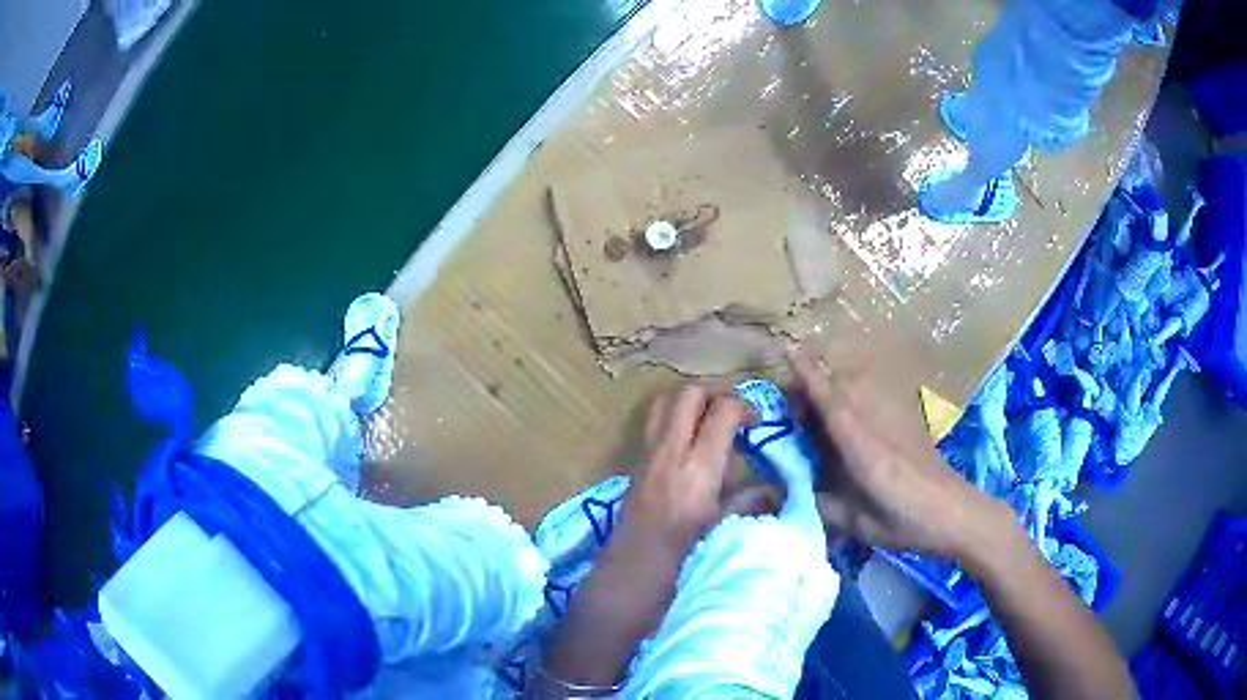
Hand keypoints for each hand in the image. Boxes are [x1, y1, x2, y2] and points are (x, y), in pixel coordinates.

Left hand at [621, 383, 758, 554]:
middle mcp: (672, 449)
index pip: (722, 411)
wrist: (635, 561)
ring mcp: (650, 450)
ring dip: (690, 399)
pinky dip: (673, 415)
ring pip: (666, 400)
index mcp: (699, 466)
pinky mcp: (637, 457)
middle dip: (715, 392)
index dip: (744, 407)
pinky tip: (687, 436)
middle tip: (731, 410)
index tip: (755, 422)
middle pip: (690, 393)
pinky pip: (654, 420)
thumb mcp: (723, 524)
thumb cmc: (683, 549)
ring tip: (708, 416)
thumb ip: (751, 499)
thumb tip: (778, 490)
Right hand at [788, 346, 1013, 558]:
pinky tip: (849, 416)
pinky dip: (853, 391)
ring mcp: (895, 415)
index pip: (832, 402)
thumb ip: (822, 504)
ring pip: (858, 382)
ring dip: (833, 385)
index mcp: (864, 449)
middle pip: (842, 383)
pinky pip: (873, 391)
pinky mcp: (906, 416)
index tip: (788, 350)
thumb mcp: (857, 524)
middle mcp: (879, 422)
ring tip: (818, 415)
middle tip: (796, 412)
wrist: (953, 510)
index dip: (809, 375)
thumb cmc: (905, 522)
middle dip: (813, 383)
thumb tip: (791, 491)